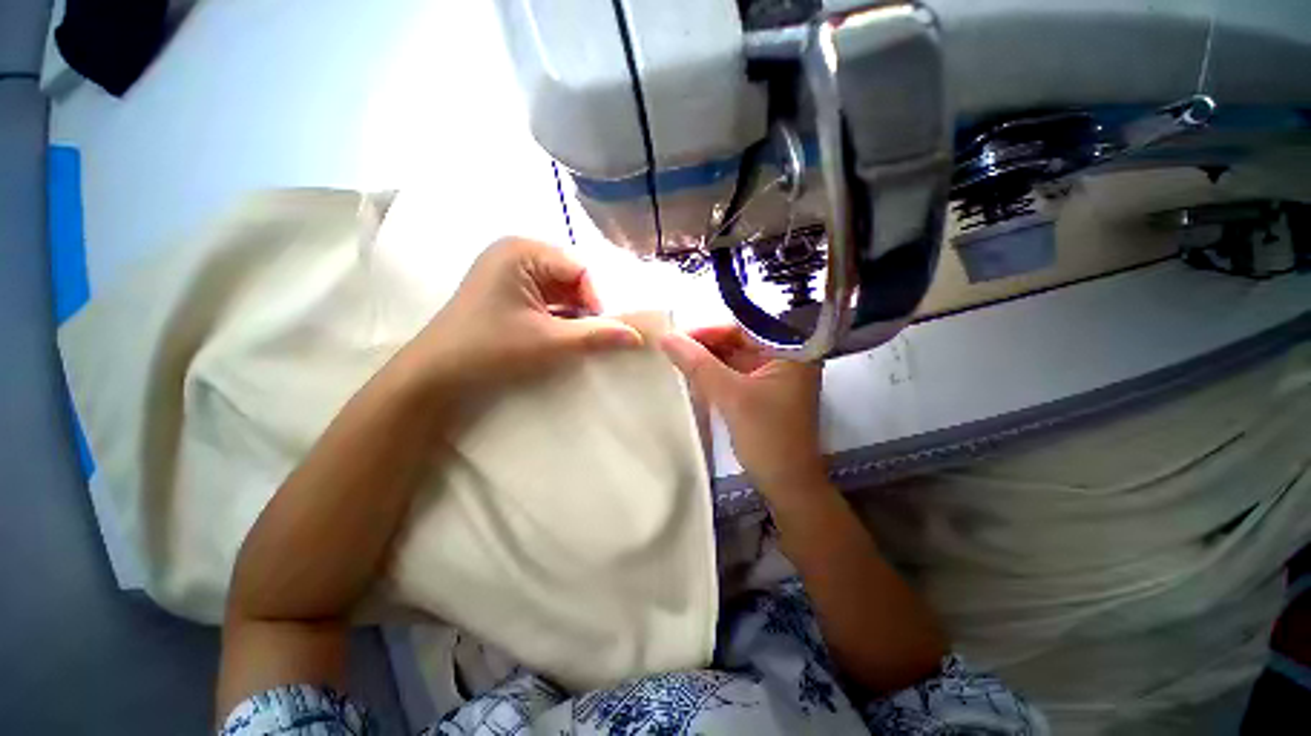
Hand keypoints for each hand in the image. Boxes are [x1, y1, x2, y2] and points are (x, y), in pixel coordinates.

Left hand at [403, 238, 642, 393]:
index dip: (596, 299)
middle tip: (593, 334)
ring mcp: (509, 271)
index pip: (580, 268)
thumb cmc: (490, 349)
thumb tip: (638, 336)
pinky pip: (547, 297)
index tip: (599, 330)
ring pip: (561, 288)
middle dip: (586, 306)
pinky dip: (560, 315)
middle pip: (571, 276)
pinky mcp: (508, 290)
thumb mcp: (550, 342)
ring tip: (579, 337)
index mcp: (522, 250)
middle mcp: (516, 252)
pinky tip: (562, 334)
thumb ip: (597, 336)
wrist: (436, 375)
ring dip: (574, 312)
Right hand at [660, 325, 826, 495]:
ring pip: (735, 356)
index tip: (678, 336)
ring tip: (677, 359)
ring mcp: (774, 375)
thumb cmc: (768, 437)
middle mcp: (786, 357)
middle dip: (706, 344)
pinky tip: (693, 374)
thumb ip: (698, 365)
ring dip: (708, 359)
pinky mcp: (763, 391)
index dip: (710, 329)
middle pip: (740, 340)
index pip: (746, 326)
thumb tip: (666, 337)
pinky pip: (735, 373)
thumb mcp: (731, 397)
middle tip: (673, 348)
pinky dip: (715, 373)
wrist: (787, 485)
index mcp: (791, 350)